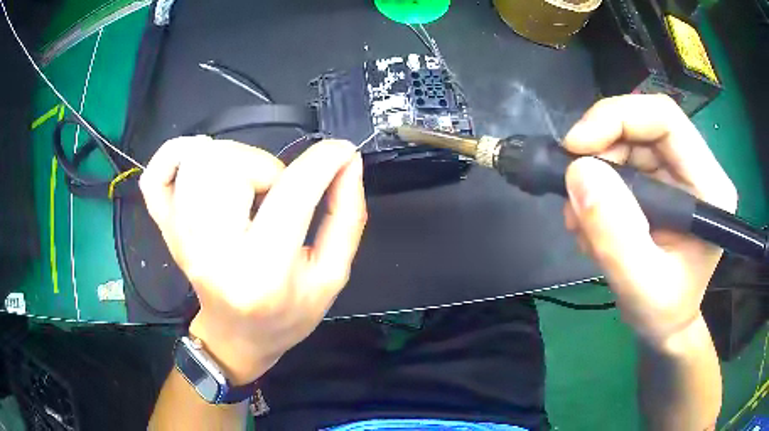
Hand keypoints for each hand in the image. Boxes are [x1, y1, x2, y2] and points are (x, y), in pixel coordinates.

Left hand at [140, 136, 366, 383]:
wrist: (236, 337)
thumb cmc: (287, 313)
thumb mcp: (332, 275)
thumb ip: (346, 216)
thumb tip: (346, 161)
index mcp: (262, 270)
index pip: (292, 193)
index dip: (324, 161)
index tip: (341, 151)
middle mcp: (212, 250)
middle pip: (231, 164)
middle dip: (267, 168)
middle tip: (275, 195)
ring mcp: (180, 237)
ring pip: (198, 159)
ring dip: (233, 162)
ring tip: (245, 190)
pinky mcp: (165, 229)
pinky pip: (155, 175)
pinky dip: (173, 155)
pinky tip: (194, 163)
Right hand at [562, 95, 737, 347]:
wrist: (664, 324)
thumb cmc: (662, 312)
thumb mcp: (640, 285)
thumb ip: (616, 235)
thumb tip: (578, 172)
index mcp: (709, 187)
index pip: (665, 119)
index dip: (618, 118)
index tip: (576, 147)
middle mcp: (696, 169)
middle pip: (642, 125)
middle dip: (600, 148)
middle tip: (571, 186)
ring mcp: (676, 173)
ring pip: (627, 141)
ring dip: (595, 172)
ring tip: (579, 218)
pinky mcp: (659, 181)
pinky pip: (621, 161)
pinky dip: (597, 184)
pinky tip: (591, 219)